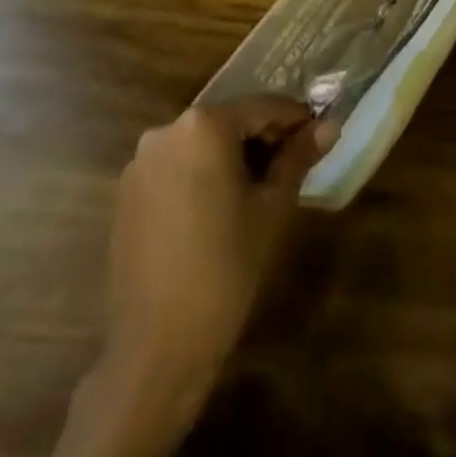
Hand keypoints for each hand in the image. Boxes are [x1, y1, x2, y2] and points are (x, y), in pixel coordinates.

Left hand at [48, 99, 333, 456]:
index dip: (294, 119)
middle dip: (261, 138)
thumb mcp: (272, 209)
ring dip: (229, 158)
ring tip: (257, 191)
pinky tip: (216, 212)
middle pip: (227, 122)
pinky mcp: (125, 194)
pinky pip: (174, 169)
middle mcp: (166, 131)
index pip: (262, 107)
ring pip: (199, 146)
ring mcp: (140, 163)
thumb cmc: (225, 270)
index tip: (317, 134)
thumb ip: (298, 158)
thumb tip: (330, 125)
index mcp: (204, 125)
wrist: (156, 350)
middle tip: (291, 166)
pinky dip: (199, 177)